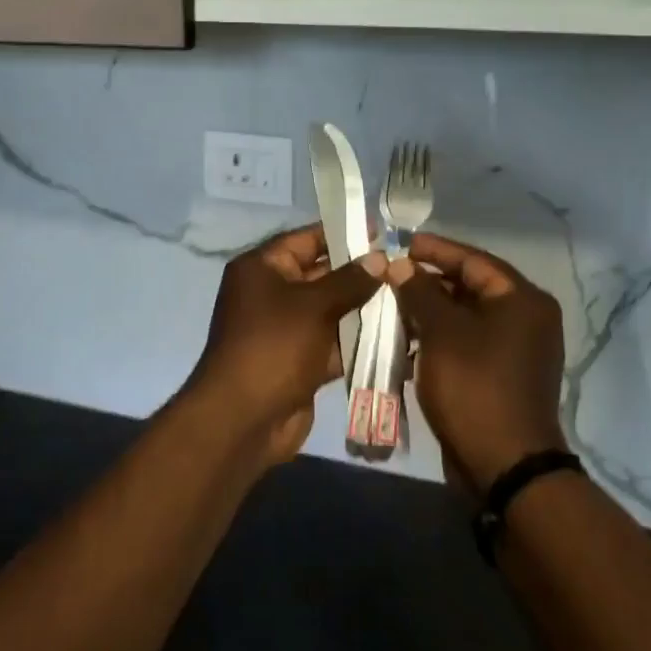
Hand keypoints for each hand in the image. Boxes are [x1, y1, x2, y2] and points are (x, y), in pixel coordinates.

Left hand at [185, 225, 386, 468]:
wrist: (244, 419)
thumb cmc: (274, 346)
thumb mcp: (313, 306)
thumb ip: (349, 280)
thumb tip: (380, 258)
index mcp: (262, 268)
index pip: (305, 240)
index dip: (341, 233)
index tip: (380, 232)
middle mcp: (271, 293)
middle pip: (321, 274)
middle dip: (359, 273)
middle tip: (401, 268)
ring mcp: (286, 329)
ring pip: (331, 309)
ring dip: (363, 307)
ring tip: (406, 297)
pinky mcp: (300, 360)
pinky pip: (333, 341)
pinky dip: (358, 339)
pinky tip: (396, 334)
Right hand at [388, 231, 568, 495]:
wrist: (505, 467)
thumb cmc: (474, 386)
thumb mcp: (441, 331)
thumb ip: (420, 291)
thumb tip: (402, 266)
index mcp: (522, 299)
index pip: (473, 259)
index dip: (434, 249)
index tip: (398, 243)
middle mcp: (527, 319)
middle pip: (469, 287)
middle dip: (427, 282)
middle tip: (389, 276)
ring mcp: (516, 350)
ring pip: (465, 317)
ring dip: (429, 312)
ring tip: (390, 307)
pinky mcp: (502, 375)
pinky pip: (467, 343)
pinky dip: (438, 339)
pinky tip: (406, 341)